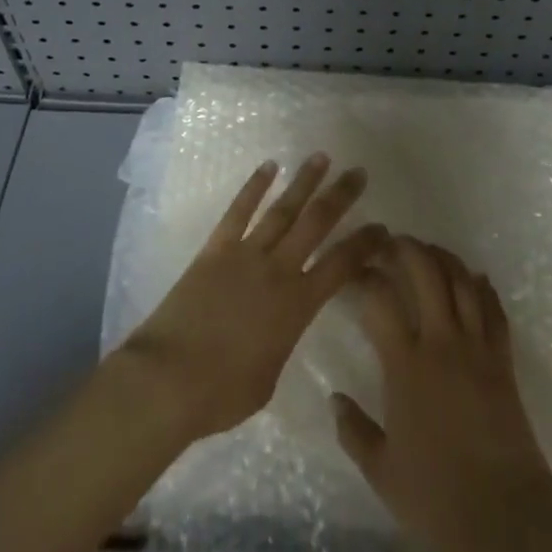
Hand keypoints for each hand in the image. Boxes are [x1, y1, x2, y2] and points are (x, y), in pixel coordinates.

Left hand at [119, 153, 388, 442]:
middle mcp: (277, 270)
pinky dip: (254, 187)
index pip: (341, 266)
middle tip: (359, 172)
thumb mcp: (269, 378)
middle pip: (316, 223)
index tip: (382, 227)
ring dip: (304, 182)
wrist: (168, 379)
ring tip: (321, 157)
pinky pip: (238, 211)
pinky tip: (268, 166)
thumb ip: (282, 342)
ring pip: (282, 209)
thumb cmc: (221, 394)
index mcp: (297, 306)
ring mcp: (245, 254)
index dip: (364, 244)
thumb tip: (281, 327)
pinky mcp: (215, 249)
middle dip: (341, 196)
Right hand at [332, 238, 551, 551]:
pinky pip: (494, 309)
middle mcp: (441, 342)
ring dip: (443, 257)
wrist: (505, 517)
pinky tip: (474, 277)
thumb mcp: (382, 472)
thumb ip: (354, 431)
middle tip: (390, 242)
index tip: (354, 268)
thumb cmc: (437, 496)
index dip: (364, 275)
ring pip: (461, 281)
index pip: (379, 299)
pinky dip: (482, 287)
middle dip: (406, 248)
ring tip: (428, 250)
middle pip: (426, 272)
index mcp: (405, 365)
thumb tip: (334, 399)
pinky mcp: (503, 359)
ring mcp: (476, 347)